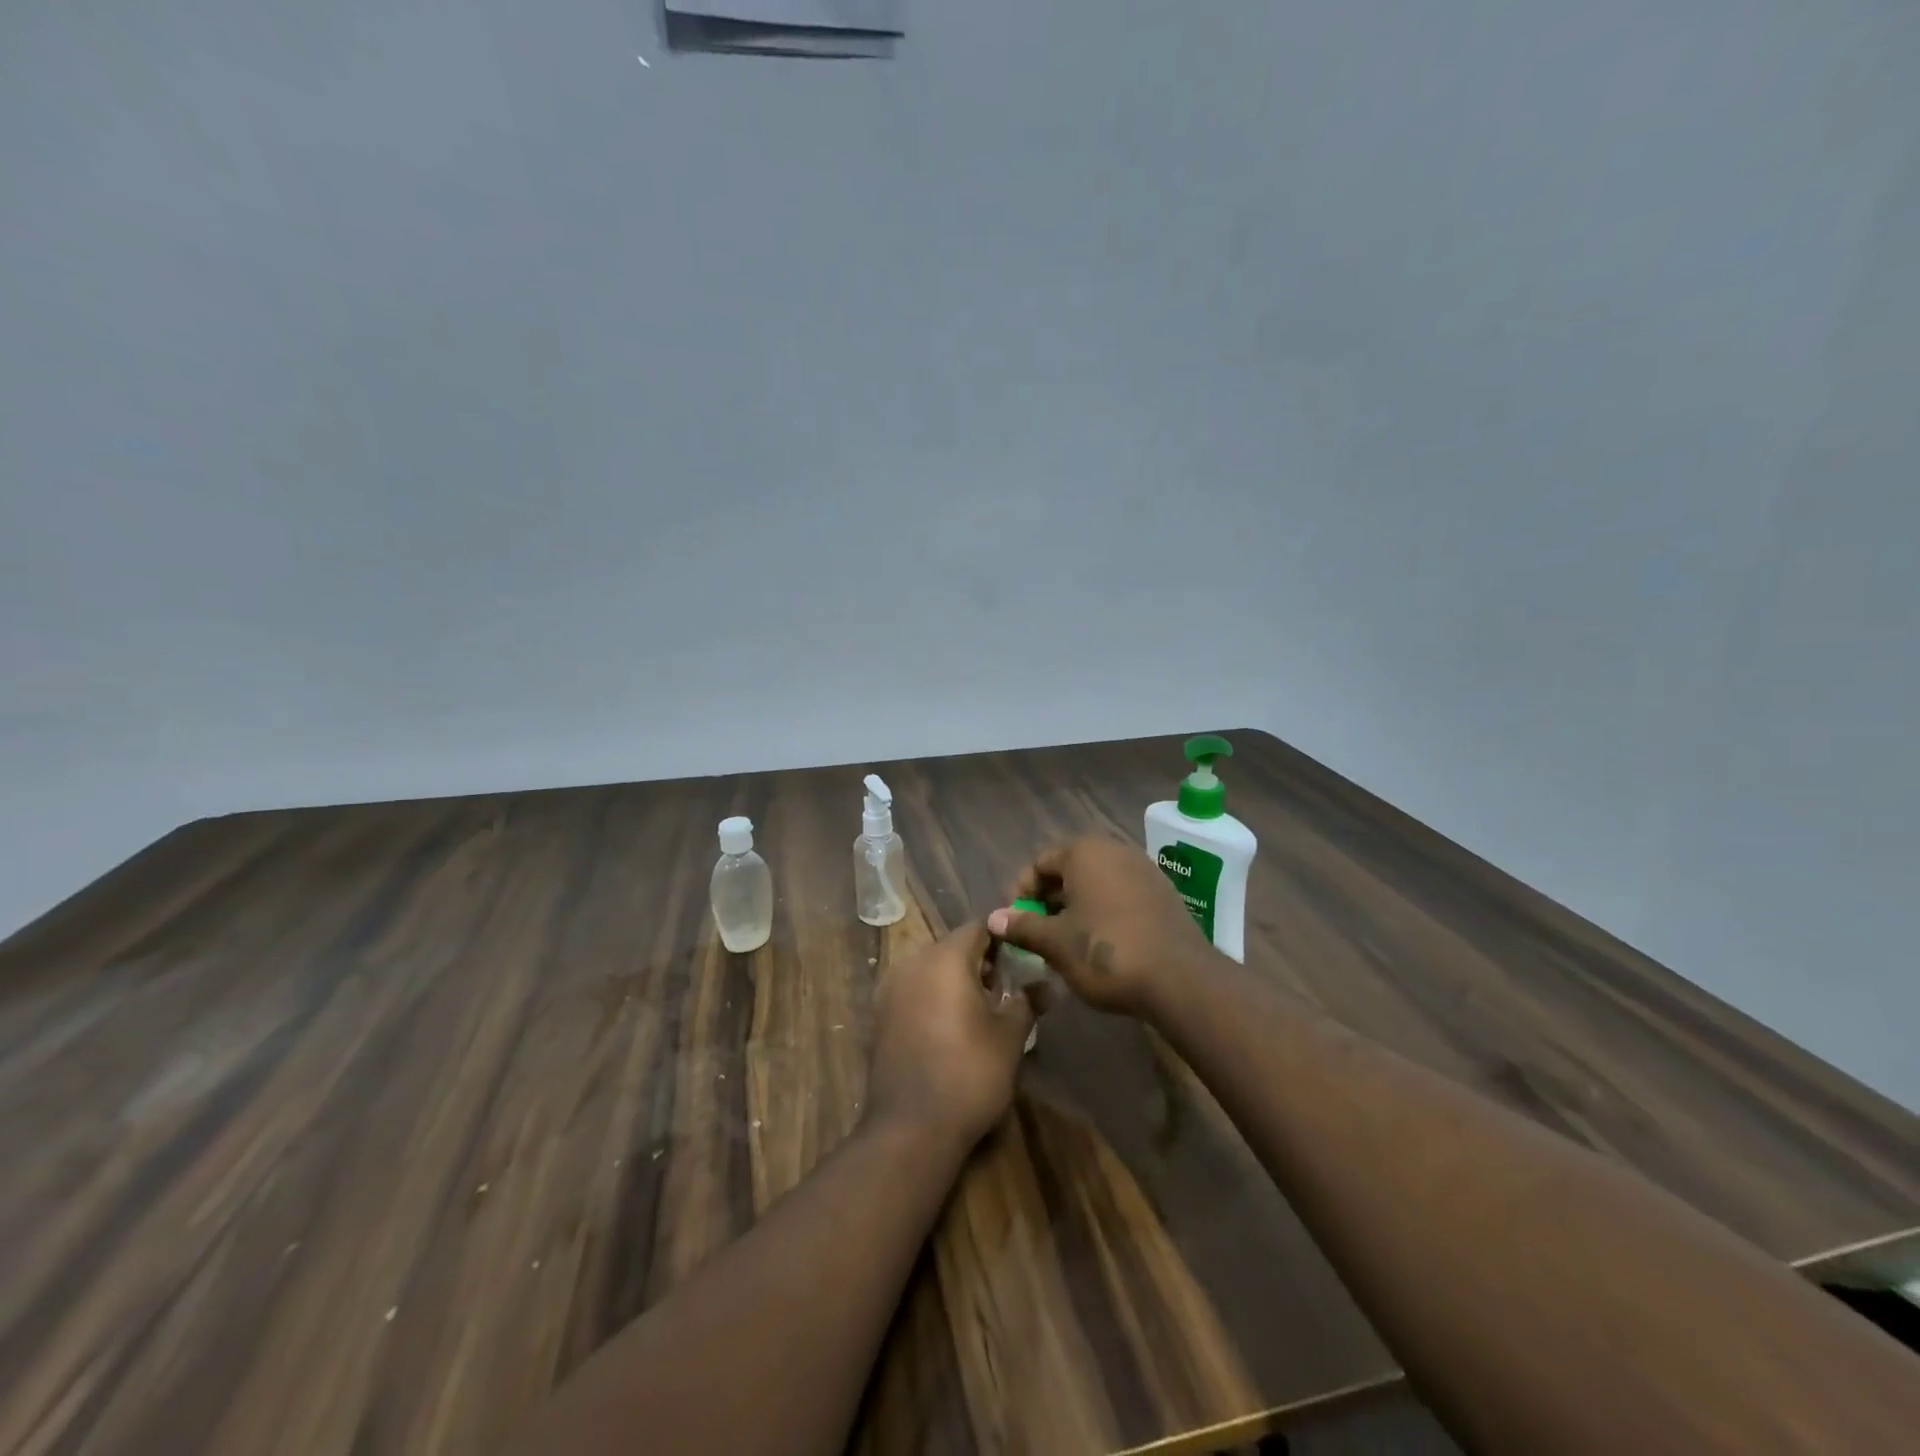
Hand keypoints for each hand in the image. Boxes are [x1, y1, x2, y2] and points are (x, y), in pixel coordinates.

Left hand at [867, 922, 1034, 1153]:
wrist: (910, 1127)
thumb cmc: (970, 1073)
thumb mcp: (1010, 1036)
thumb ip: (1028, 1001)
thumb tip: (1047, 985)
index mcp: (945, 957)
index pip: (979, 928)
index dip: (1004, 940)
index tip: (1022, 961)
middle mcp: (912, 962)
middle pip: (952, 946)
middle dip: (980, 962)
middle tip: (1006, 990)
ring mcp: (890, 988)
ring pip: (931, 968)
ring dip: (955, 980)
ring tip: (980, 1011)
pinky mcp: (879, 1015)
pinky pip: (914, 991)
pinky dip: (933, 997)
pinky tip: (951, 1028)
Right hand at [987, 836, 1215, 1019]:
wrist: (1180, 978)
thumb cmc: (1106, 952)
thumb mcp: (1055, 942)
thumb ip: (1022, 926)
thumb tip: (994, 918)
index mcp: (1084, 852)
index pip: (1040, 862)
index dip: (1023, 892)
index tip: (1017, 923)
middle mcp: (1114, 850)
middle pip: (1069, 869)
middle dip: (1050, 899)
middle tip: (1039, 933)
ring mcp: (1143, 869)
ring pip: (1096, 882)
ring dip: (1076, 906)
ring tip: (1067, 941)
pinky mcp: (1163, 892)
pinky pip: (1121, 893)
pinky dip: (1104, 910)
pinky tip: (1101, 942)